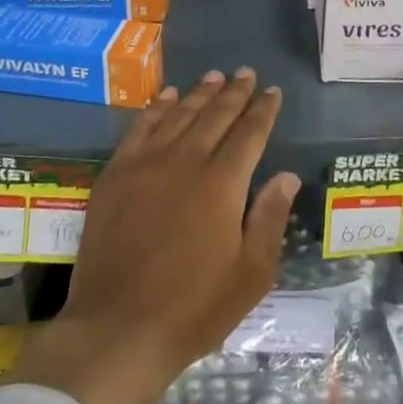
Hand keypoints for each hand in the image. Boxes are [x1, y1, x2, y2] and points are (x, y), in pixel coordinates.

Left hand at [4, 69, 300, 403]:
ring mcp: (146, 165)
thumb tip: (286, 176)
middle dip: (235, 93)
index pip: (249, 134)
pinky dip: (156, 108)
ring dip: (199, 93)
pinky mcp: (115, 175)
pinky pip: (139, 128)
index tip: (272, 92)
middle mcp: (185, 162)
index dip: (263, 111)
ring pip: (179, 115)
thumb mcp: (250, 274)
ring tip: (214, 76)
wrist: (117, 330)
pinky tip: (166, 97)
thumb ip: (269, 218)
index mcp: (222, 185)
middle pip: (215, 116)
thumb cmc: (193, 308)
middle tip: (247, 73)